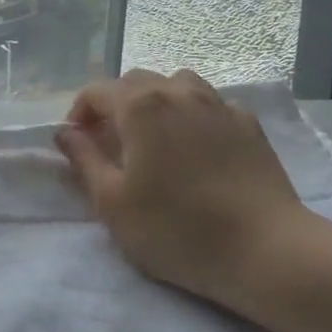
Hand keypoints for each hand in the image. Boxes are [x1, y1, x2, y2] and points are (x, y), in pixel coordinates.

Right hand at [56, 69, 309, 307]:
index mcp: (139, 105)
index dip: (79, 113)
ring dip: (156, 101)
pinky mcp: (247, 122)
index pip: (95, 91)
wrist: (266, 250)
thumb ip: (84, 160)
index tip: (77, 144)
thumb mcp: (113, 203)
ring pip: (176, 84)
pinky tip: (198, 146)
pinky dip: (194, 115)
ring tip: (156, 137)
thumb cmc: (178, 229)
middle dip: (115, 105)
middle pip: (135, 82)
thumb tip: (65, 132)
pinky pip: (210, 104)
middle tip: (112, 143)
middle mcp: (176, 91)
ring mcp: (217, 103)